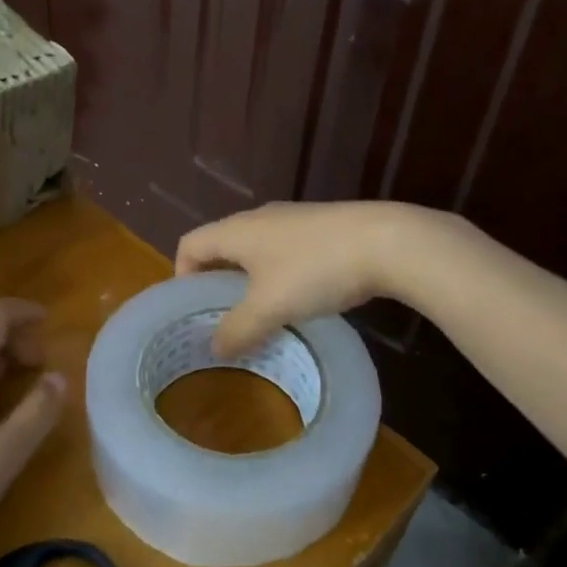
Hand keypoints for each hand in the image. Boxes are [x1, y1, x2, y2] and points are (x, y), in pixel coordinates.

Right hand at [175, 201, 437, 355]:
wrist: (385, 242)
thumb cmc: (315, 270)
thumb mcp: (269, 307)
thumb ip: (237, 329)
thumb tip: (215, 347)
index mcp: (237, 230)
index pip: (190, 244)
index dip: (181, 275)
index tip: (191, 310)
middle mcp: (259, 218)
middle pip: (222, 247)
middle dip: (216, 283)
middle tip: (221, 320)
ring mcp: (292, 220)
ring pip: (255, 251)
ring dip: (249, 282)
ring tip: (258, 317)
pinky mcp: (321, 228)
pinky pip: (284, 253)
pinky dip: (277, 277)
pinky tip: (297, 302)